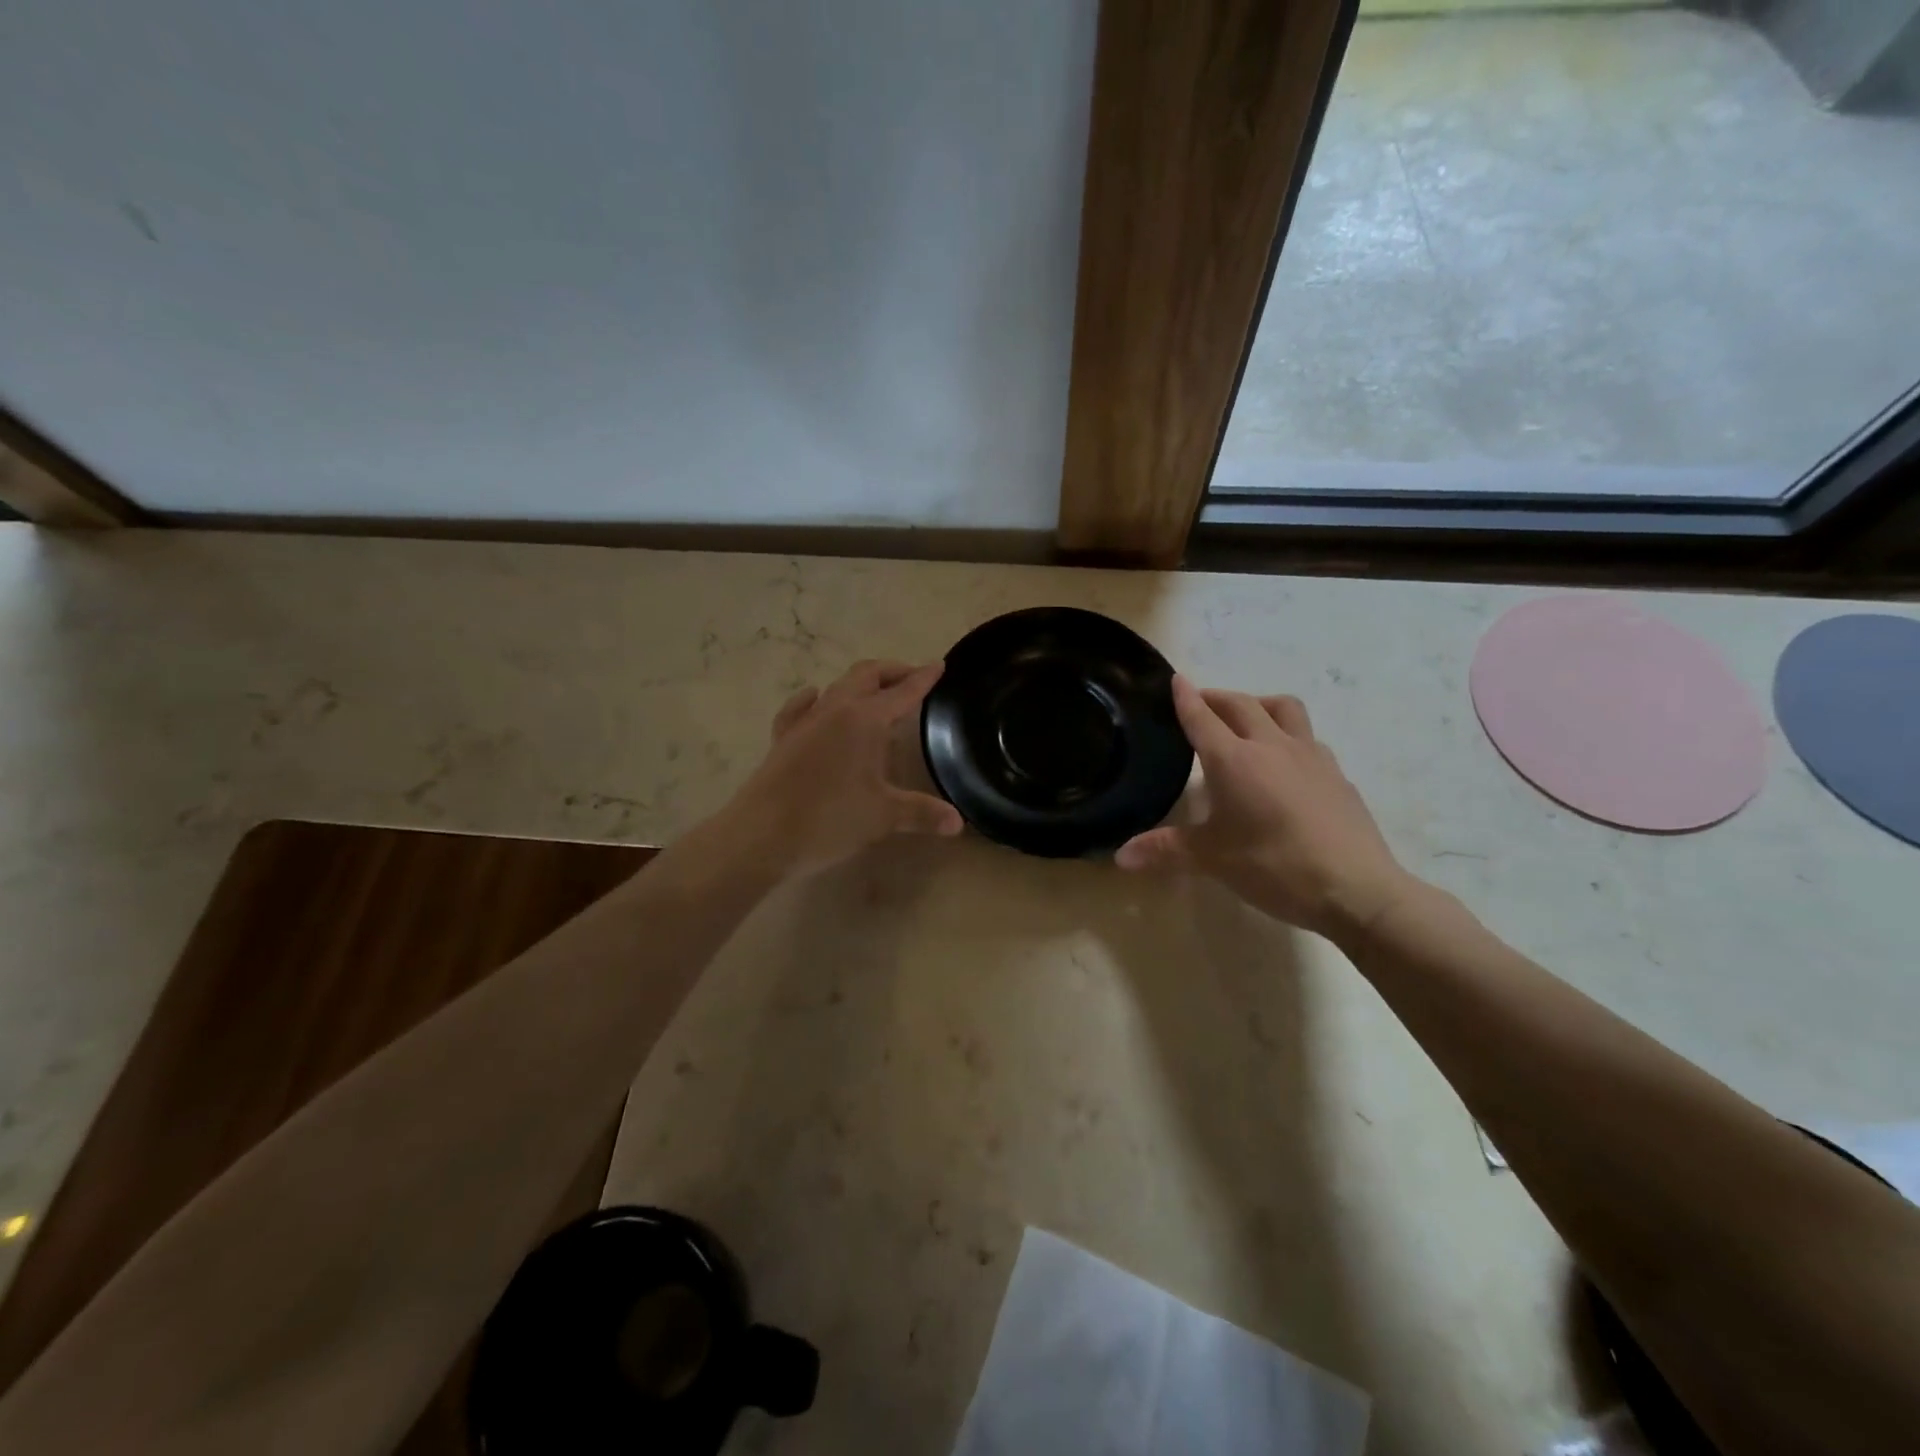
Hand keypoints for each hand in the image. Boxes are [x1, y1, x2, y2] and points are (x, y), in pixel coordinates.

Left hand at [718, 660, 963, 877]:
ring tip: (876, 694)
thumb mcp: (883, 816)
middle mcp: (834, 710)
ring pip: (837, 686)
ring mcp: (805, 722)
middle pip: (866, 675)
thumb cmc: (829, 819)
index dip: (923, 679)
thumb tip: (958, 822)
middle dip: (892, 672)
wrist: (761, 836)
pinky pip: (801, 707)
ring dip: (860, 684)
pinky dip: (815, 699)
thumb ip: (922, 813)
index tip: (939, 665)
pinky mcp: (783, 738)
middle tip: (912, 678)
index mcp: (864, 720)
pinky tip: (815, 699)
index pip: (902, 692)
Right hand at [1116, 677, 1414, 940]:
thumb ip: (1166, 850)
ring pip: (1283, 709)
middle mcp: (1272, 746)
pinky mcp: (1337, 774)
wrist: (1356, 888)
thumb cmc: (1274, 867)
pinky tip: (1285, 762)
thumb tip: (1121, 855)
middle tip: (1200, 703)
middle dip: (1217, 697)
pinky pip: (1307, 738)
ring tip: (1246, 719)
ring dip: (1259, 704)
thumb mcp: (1213, 860)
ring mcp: (1311, 756)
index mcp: (1234, 760)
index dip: (1186, 698)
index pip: (1202, 718)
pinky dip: (1287, 735)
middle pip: (1242, 704)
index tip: (1176, 679)